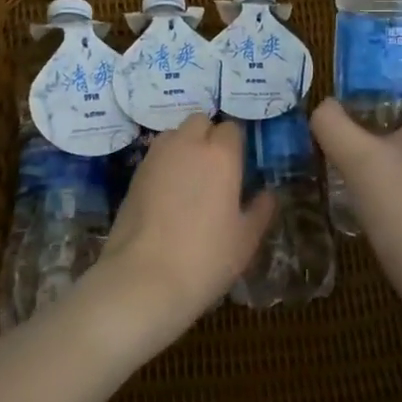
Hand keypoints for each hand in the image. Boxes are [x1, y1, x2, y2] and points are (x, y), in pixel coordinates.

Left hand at [93, 115, 275, 342]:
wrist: (143, 279)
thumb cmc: (205, 258)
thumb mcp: (245, 239)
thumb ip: (260, 210)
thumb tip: (268, 194)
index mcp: (220, 155)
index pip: (232, 129)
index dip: (236, 146)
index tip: (240, 169)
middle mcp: (187, 145)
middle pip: (200, 122)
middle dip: (208, 136)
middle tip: (216, 169)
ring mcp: (155, 158)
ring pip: (174, 135)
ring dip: (184, 146)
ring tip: (190, 180)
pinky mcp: (133, 175)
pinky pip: (156, 157)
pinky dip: (165, 165)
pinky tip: (168, 196)